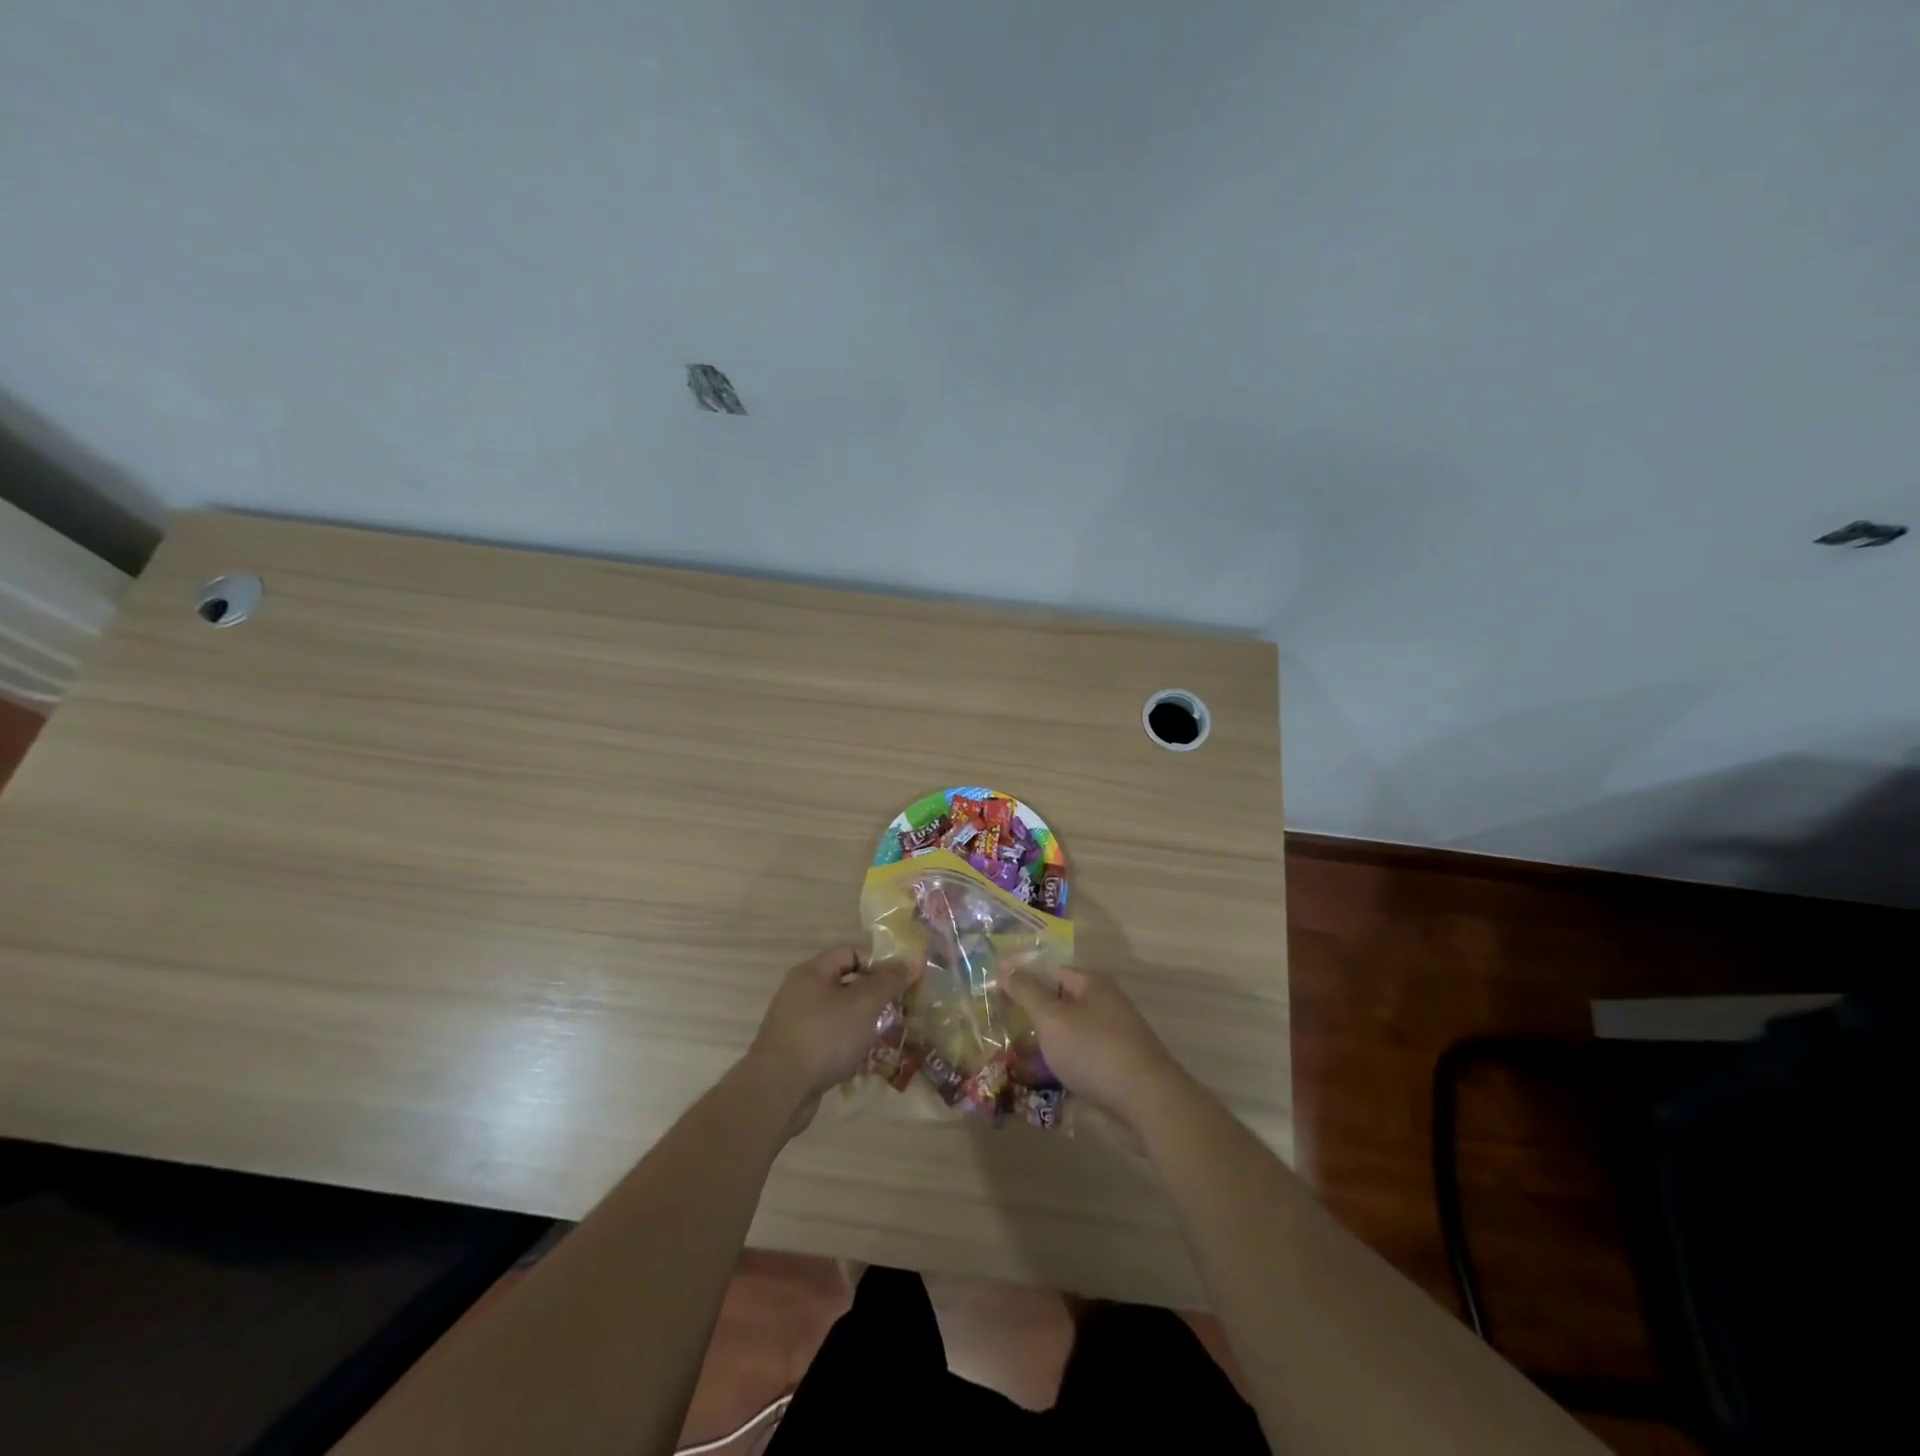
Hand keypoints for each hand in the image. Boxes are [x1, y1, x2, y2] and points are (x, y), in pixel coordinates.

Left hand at [746, 946, 919, 1117]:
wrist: (778, 1090)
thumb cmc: (824, 1036)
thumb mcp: (863, 1004)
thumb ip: (889, 981)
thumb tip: (912, 960)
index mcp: (812, 972)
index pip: (851, 953)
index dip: (878, 963)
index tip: (900, 982)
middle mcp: (800, 992)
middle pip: (845, 984)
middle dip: (873, 997)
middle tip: (898, 1010)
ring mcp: (795, 1023)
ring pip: (838, 1014)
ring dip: (862, 1024)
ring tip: (885, 1037)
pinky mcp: (795, 1052)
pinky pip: (828, 1040)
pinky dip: (846, 1045)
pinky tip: (862, 1061)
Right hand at [1001, 966, 1193, 1132]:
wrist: (1147, 1102)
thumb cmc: (1094, 1050)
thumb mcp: (1052, 1018)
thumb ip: (1026, 991)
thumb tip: (1005, 966)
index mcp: (1092, 984)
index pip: (1050, 972)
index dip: (1023, 982)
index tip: (996, 998)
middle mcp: (1105, 1004)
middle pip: (1060, 1003)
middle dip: (1032, 1017)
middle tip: (1001, 1030)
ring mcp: (1113, 1036)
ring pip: (1069, 1034)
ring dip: (1045, 1045)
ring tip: (1014, 1058)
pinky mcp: (1116, 1067)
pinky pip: (1081, 1059)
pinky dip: (1062, 1065)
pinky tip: (1042, 1081)